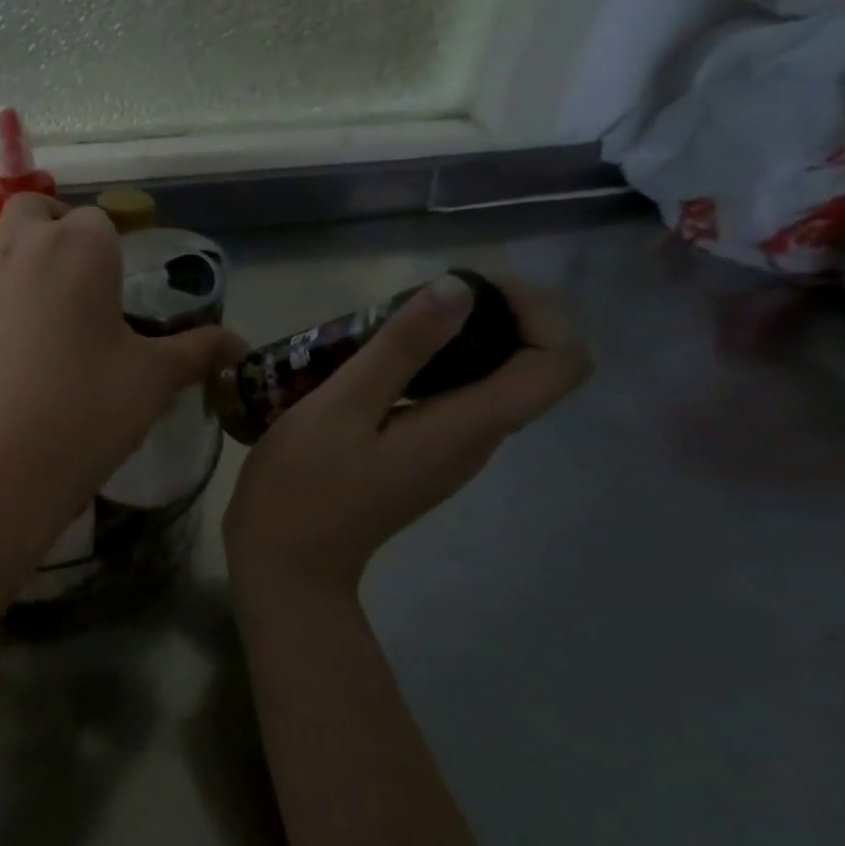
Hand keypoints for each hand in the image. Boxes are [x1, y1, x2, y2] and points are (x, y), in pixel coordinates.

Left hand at [0, 195, 237, 557]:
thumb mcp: (153, 380)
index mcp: (79, 248)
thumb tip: (242, 346)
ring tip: (28, 279)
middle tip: (78, 273)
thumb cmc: (87, 410)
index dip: (112, 250)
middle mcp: (22, 250)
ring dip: (6, 249)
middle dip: (53, 226)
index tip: (121, 293)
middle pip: (33, 211)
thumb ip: (198, 352)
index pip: (98, 222)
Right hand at [223, 271, 591, 592]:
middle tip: (417, 295)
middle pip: (528, 367)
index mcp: (467, 427)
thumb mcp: (341, 406)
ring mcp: (448, 454)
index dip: (538, 311)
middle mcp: (475, 441)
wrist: (286, 560)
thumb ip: (400, 349)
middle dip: (491, 315)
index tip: (472, 285)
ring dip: (454, 340)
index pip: (559, 363)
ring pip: (486, 382)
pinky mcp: (420, 459)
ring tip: (384, 323)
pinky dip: (427, 368)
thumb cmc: (304, 484)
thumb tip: (459, 289)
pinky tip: (369, 363)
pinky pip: (449, 400)